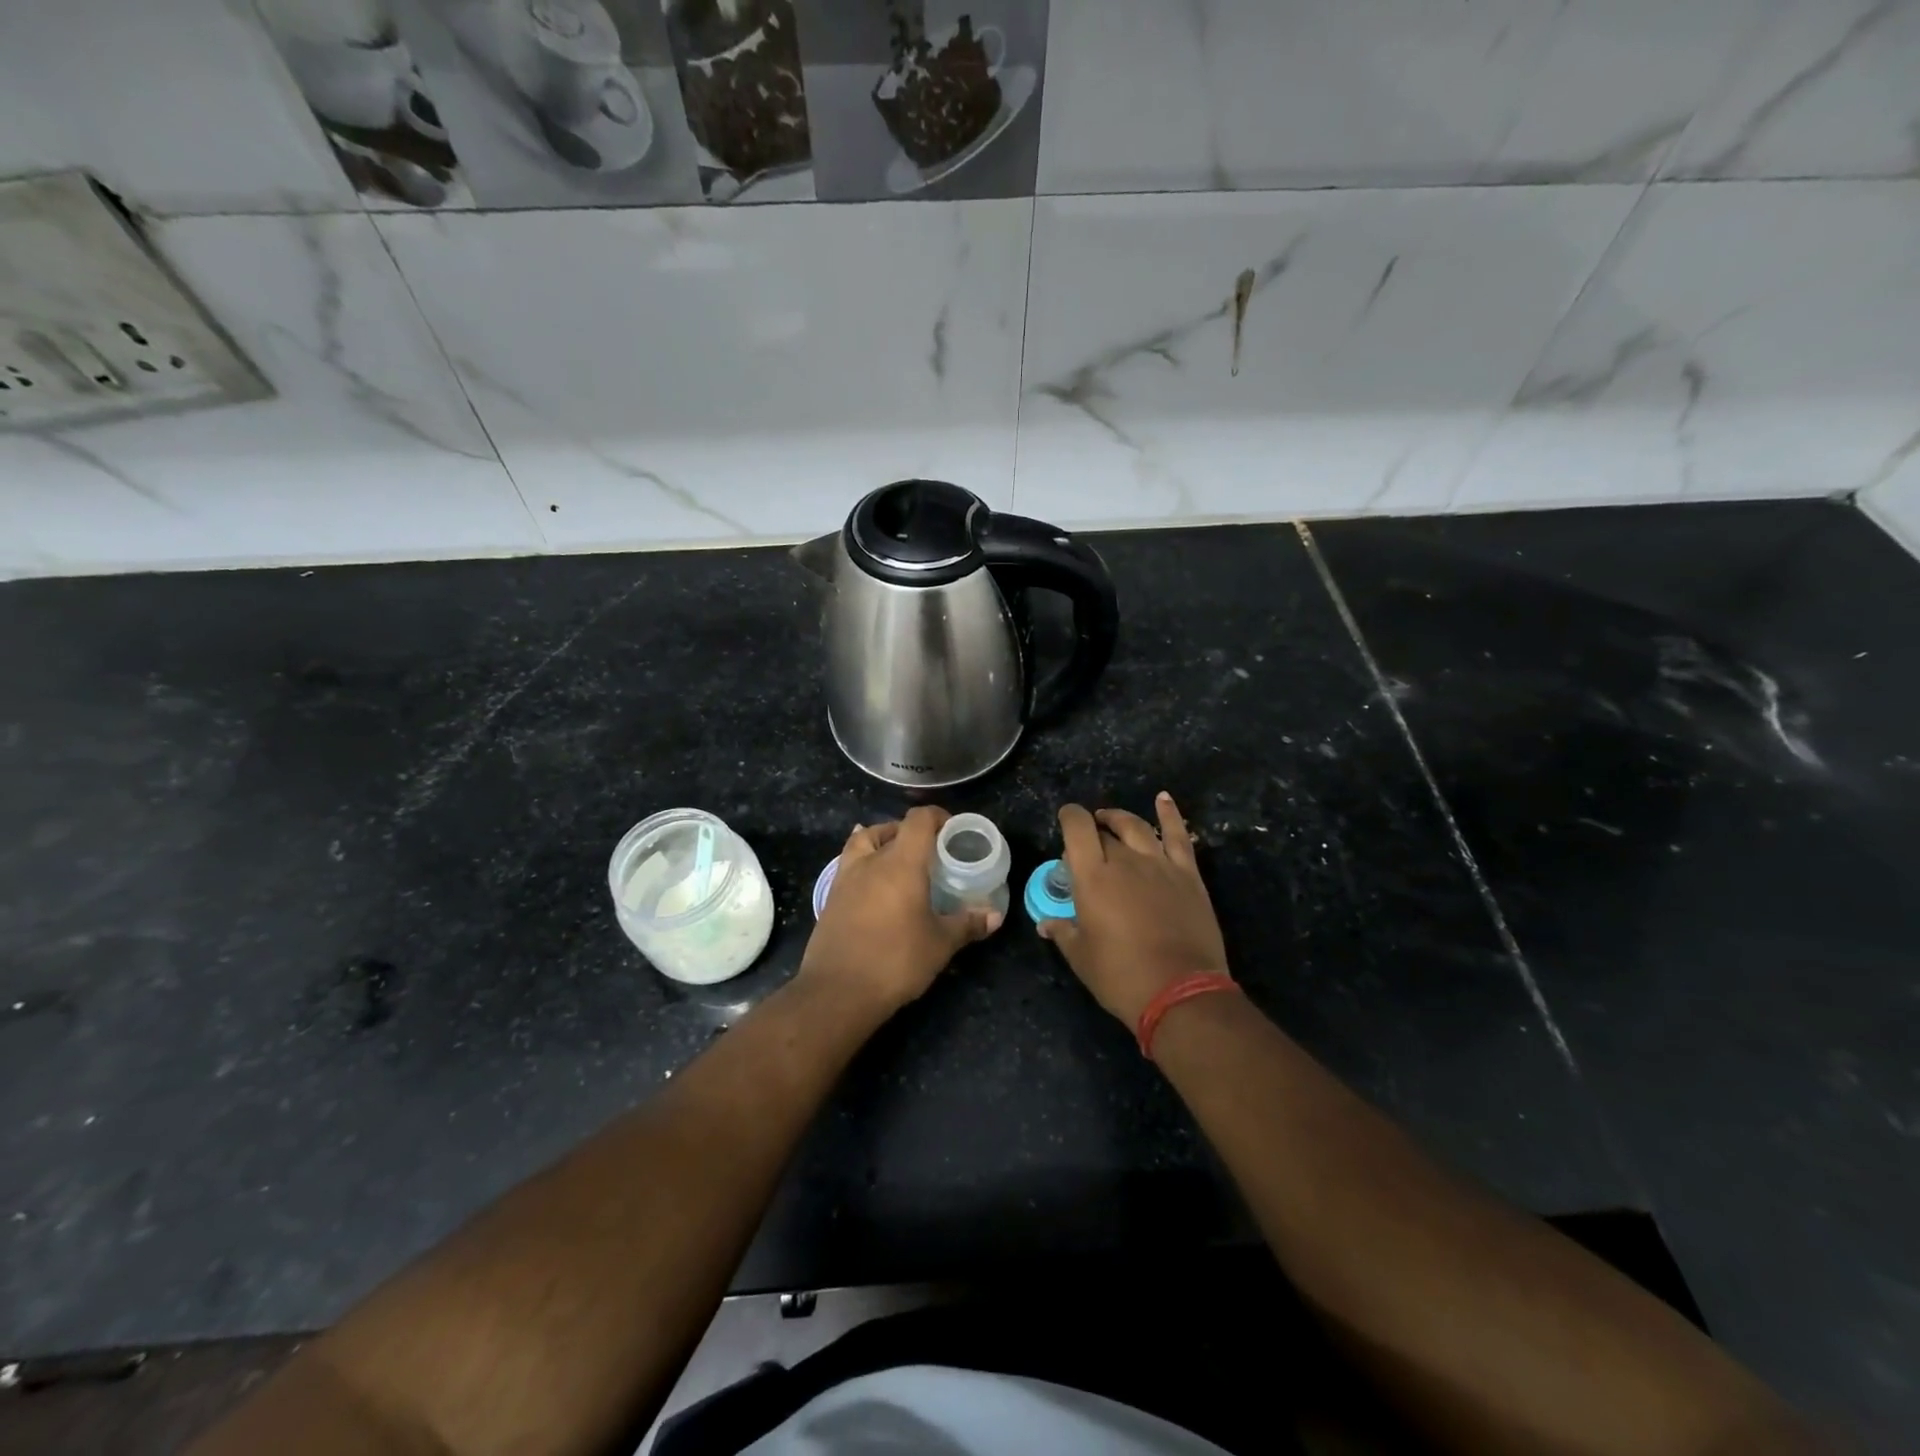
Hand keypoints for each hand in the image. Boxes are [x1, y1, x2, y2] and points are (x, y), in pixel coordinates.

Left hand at [800, 806, 1002, 1013]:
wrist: (837, 991)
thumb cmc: (896, 960)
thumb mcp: (940, 944)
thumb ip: (967, 924)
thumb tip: (995, 916)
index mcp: (901, 863)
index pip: (919, 820)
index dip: (937, 817)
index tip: (953, 830)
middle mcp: (871, 861)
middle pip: (892, 828)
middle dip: (913, 833)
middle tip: (931, 852)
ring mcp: (846, 878)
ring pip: (863, 841)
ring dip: (882, 840)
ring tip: (898, 857)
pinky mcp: (831, 897)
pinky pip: (849, 864)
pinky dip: (864, 861)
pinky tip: (873, 880)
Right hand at [1040, 792, 1229, 1026]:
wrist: (1180, 992)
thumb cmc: (1121, 976)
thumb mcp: (1081, 957)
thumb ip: (1063, 932)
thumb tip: (1046, 923)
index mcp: (1093, 877)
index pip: (1077, 829)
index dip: (1069, 817)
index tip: (1065, 820)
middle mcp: (1125, 861)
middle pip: (1105, 833)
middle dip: (1092, 832)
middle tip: (1086, 845)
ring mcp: (1160, 865)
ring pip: (1137, 827)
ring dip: (1120, 818)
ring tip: (1111, 818)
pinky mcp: (1188, 875)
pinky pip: (1178, 836)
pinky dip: (1170, 814)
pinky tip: (1163, 798)